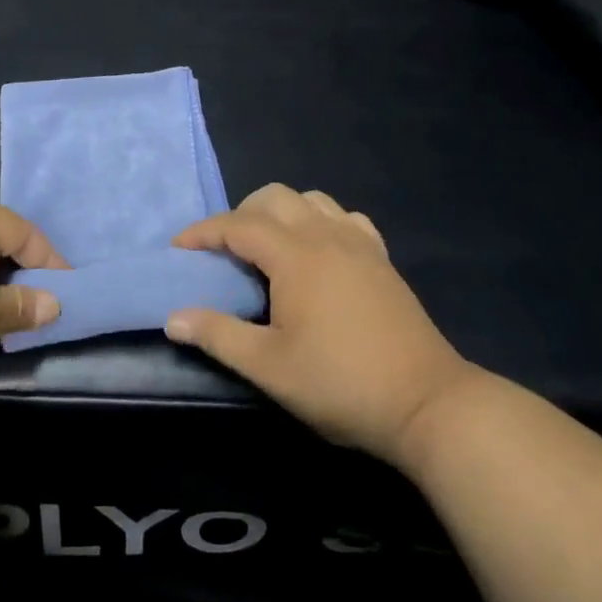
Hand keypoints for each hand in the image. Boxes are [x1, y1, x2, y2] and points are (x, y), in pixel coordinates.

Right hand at [166, 184, 479, 462]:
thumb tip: (173, 317)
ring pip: (311, 199)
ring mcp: (359, 243)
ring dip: (280, 212)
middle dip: (240, 215)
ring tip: (267, 248)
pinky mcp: (381, 258)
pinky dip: (320, 220)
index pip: (238, 225)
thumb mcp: (269, 367)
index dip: (203, 232)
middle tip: (223, 252)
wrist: (428, 404)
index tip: (179, 249)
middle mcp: (326, 235)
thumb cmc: (341, 384)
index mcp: (295, 255)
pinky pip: (343, 217)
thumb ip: (218, 335)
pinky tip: (317, 251)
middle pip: (273, 197)